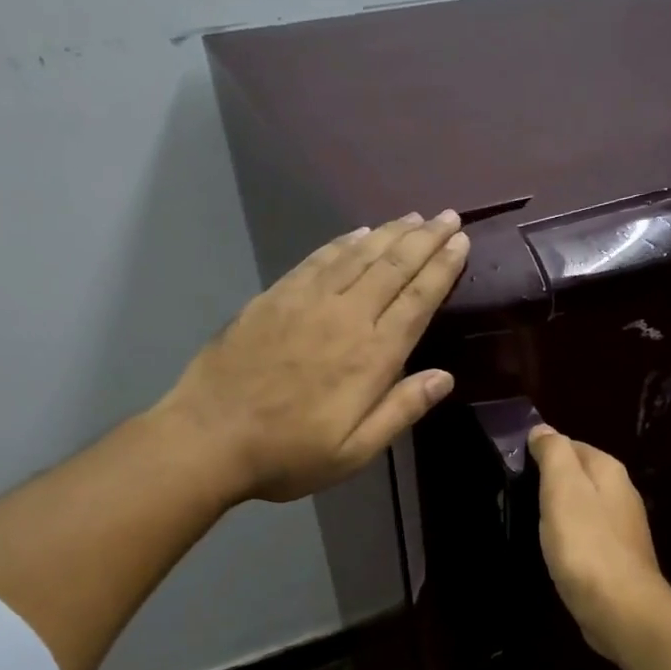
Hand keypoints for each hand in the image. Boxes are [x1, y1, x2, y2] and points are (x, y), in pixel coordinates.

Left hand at [162, 212, 468, 503]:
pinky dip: (344, 242)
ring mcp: (306, 301)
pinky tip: (359, 232)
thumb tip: (445, 377)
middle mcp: (345, 317)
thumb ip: (401, 410)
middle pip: (393, 267)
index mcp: (372, 356)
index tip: (461, 242)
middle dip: (425, 239)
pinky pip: (318, 258)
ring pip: (358, 255)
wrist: (209, 438)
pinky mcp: (274, 297)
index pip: (417, 301)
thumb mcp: (355, 451)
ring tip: (414, 217)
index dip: (442, 268)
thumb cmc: (289, 454)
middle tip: (449, 216)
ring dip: (390, 232)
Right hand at [528, 424, 670, 661]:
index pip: (571, 445)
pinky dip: (569, 538)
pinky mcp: (617, 560)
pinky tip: (554, 551)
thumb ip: (554, 454)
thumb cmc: (586, 544)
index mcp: (609, 471)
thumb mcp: (563, 489)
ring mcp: (622, 529)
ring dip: (559, 512)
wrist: (620, 609)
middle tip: (516, 496)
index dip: (542, 452)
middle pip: (579, 476)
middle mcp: (621, 494)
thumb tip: (543, 430)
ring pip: (583, 507)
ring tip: (530, 523)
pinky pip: (587, 537)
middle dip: (550, 482)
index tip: (513, 467)